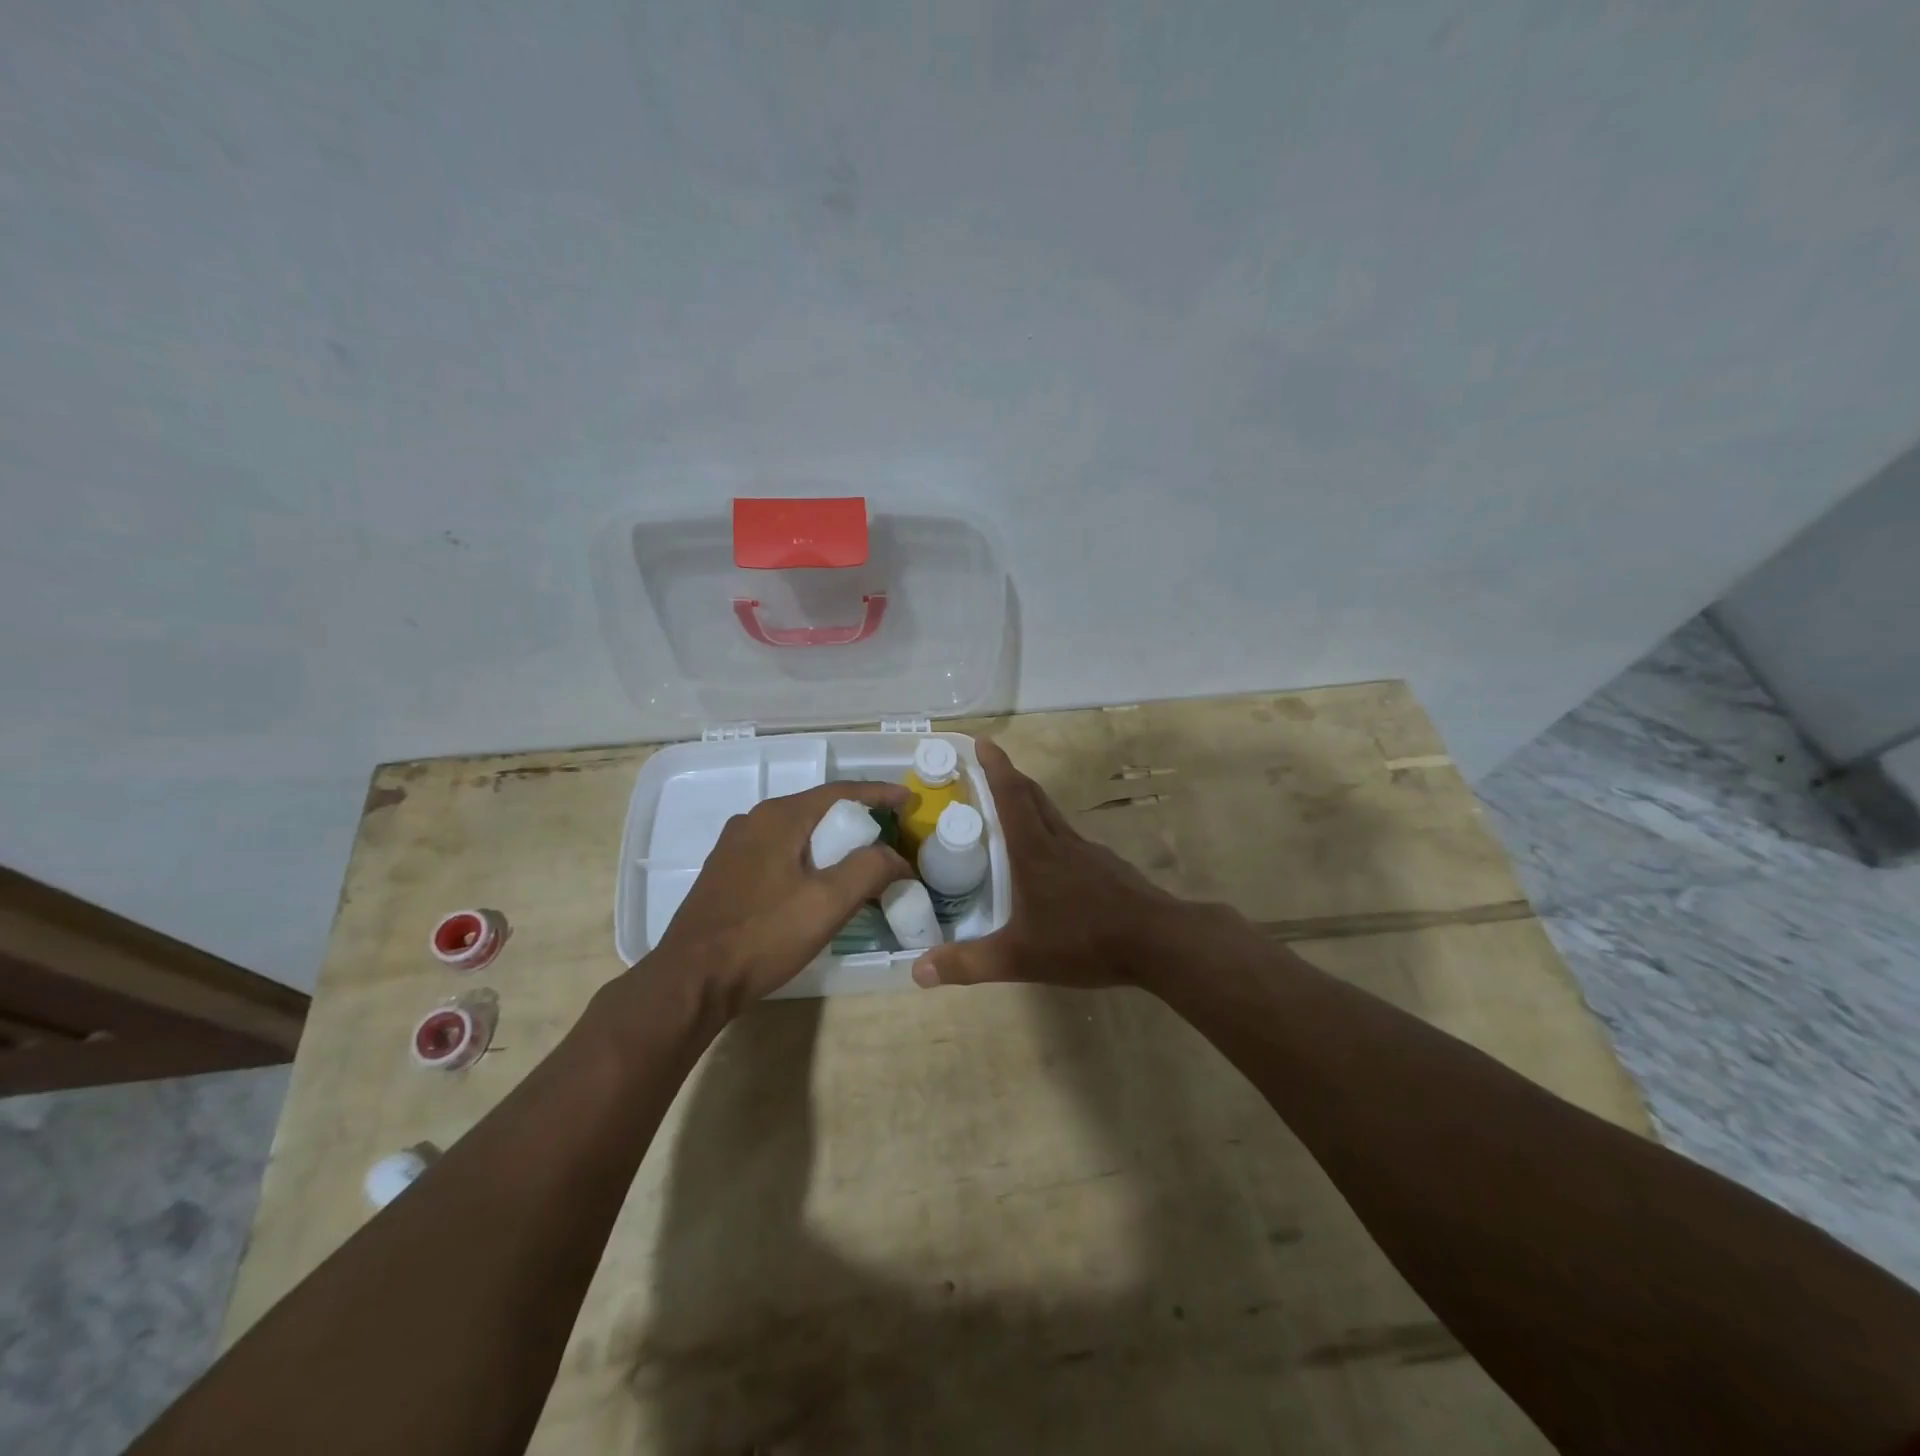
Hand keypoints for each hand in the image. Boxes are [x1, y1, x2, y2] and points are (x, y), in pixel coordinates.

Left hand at [649, 782, 912, 1015]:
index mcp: (779, 817)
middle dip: (857, 819)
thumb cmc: (764, 935)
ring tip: (860, 860)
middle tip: (890, 835)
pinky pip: (779, 852)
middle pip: (818, 809)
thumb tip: (896, 857)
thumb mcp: (828, 902)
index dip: (879, 793)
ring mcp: (735, 847)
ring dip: (832, 841)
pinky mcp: (727, 873)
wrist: (692, 979)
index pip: (840, 791)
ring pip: (797, 832)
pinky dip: (808, 857)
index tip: (908, 801)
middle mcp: (754, 821)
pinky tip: (819, 883)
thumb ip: (869, 869)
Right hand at [911, 739, 1202, 991]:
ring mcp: (1089, 853)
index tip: (981, 742)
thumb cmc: (1084, 940)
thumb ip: (967, 964)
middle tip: (989, 772)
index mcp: (1035, 851)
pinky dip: (1053, 836)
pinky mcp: (1109, 868)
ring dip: (1032, 805)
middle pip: (1034, 797)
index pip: (1011, 795)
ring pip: (1054, 817)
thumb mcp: (1019, 957)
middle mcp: (1061, 842)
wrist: (1158, 941)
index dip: (995, 766)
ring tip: (1012, 817)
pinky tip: (1052, 864)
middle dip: (1010, 778)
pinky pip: (1072, 841)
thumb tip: (916, 971)